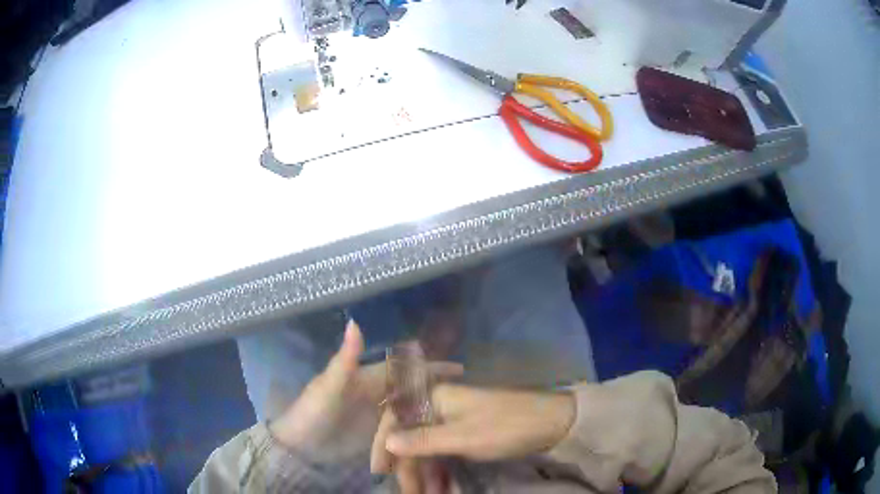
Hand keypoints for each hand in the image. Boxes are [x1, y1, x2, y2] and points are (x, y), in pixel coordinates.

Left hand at [270, 322, 463, 461]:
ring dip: (430, 409)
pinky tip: (434, 432)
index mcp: (368, 379)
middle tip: (467, 395)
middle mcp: (376, 395)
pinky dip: (418, 428)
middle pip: (412, 388)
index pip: (405, 369)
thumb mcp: (328, 387)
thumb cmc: (313, 414)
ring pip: (409, 409)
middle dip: (437, 388)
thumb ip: (344, 359)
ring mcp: (377, 417)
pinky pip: (402, 428)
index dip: (430, 367)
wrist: (300, 446)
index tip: (459, 368)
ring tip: (458, 415)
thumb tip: (355, 321)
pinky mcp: (376, 435)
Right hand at [371, 383, 575, 469]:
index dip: (384, 444)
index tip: (379, 470)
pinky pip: (443, 453)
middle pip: (411, 438)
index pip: (395, 419)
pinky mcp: (466, 434)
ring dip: (425, 474)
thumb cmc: (505, 426)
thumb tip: (387, 442)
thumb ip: (423, 440)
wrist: (551, 423)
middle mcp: (438, 407)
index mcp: (434, 398)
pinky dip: (441, 471)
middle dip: (409, 468)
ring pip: (427, 449)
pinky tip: (443, 488)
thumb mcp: (463, 437)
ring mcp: (453, 421)